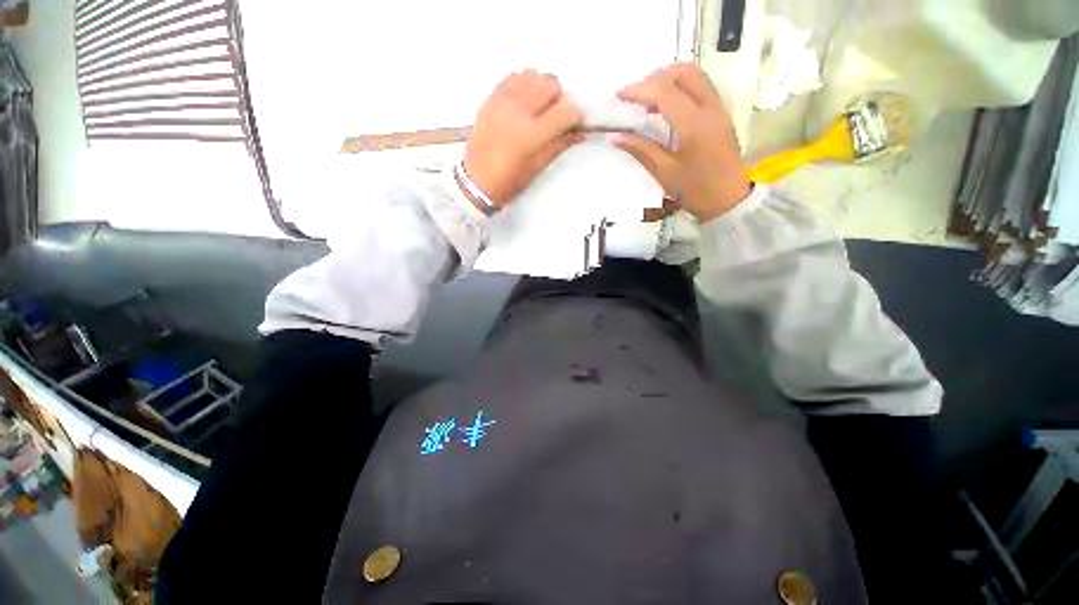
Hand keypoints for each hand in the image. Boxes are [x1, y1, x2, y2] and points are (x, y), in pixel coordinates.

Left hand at [463, 70, 585, 208]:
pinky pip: (512, 77)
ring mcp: (502, 101)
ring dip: (540, 88)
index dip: (575, 116)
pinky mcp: (490, 98)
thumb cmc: (509, 181)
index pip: (566, 111)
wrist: (476, 182)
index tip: (574, 124)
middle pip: (551, 84)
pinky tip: (521, 103)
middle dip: (558, 99)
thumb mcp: (538, 166)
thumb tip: (581, 132)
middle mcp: (519, 110)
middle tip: (553, 117)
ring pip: (532, 75)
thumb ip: (560, 145)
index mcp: (532, 134)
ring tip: (536, 108)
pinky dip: (522, 85)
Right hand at [613, 63, 750, 221]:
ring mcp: (719, 109)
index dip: (639, 90)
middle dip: (656, 77)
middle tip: (636, 96)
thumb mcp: (665, 173)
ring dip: (669, 80)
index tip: (619, 95)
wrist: (728, 201)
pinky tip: (665, 108)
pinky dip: (680, 89)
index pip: (665, 93)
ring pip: (695, 76)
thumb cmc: (695, 191)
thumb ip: (641, 150)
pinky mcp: (720, 115)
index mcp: (694, 125)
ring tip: (648, 101)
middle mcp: (710, 109)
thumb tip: (615, 136)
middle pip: (684, 73)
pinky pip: (700, 88)